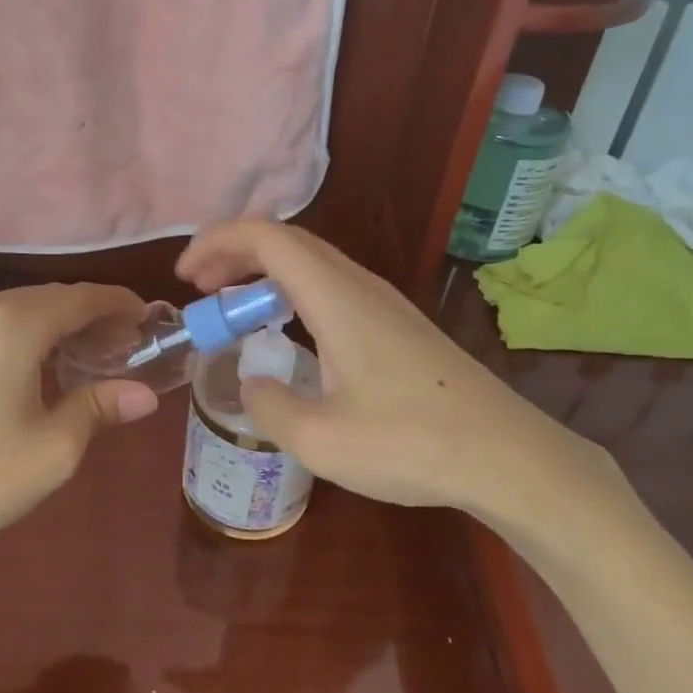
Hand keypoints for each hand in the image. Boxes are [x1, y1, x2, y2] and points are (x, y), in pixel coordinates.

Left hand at [0, 284, 159, 572]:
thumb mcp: (53, 449)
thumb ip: (100, 407)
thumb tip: (145, 393)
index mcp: (13, 324)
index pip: (83, 297)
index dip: (121, 305)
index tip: (151, 322)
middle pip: (54, 297)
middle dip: (94, 317)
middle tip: (129, 348)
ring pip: (25, 308)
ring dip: (62, 325)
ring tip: (95, 358)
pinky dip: (32, 334)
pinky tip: (47, 365)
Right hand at [176, 221, 622, 536]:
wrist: (507, 456)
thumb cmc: (411, 444)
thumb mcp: (320, 441)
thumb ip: (269, 405)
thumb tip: (253, 382)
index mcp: (336, 298)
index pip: (266, 237)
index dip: (217, 242)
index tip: (186, 279)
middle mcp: (359, 286)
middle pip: (287, 241)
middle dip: (234, 254)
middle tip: (200, 291)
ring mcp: (383, 302)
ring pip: (311, 262)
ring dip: (263, 273)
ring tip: (234, 309)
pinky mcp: (397, 324)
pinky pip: (330, 286)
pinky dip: (292, 292)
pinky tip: (287, 333)